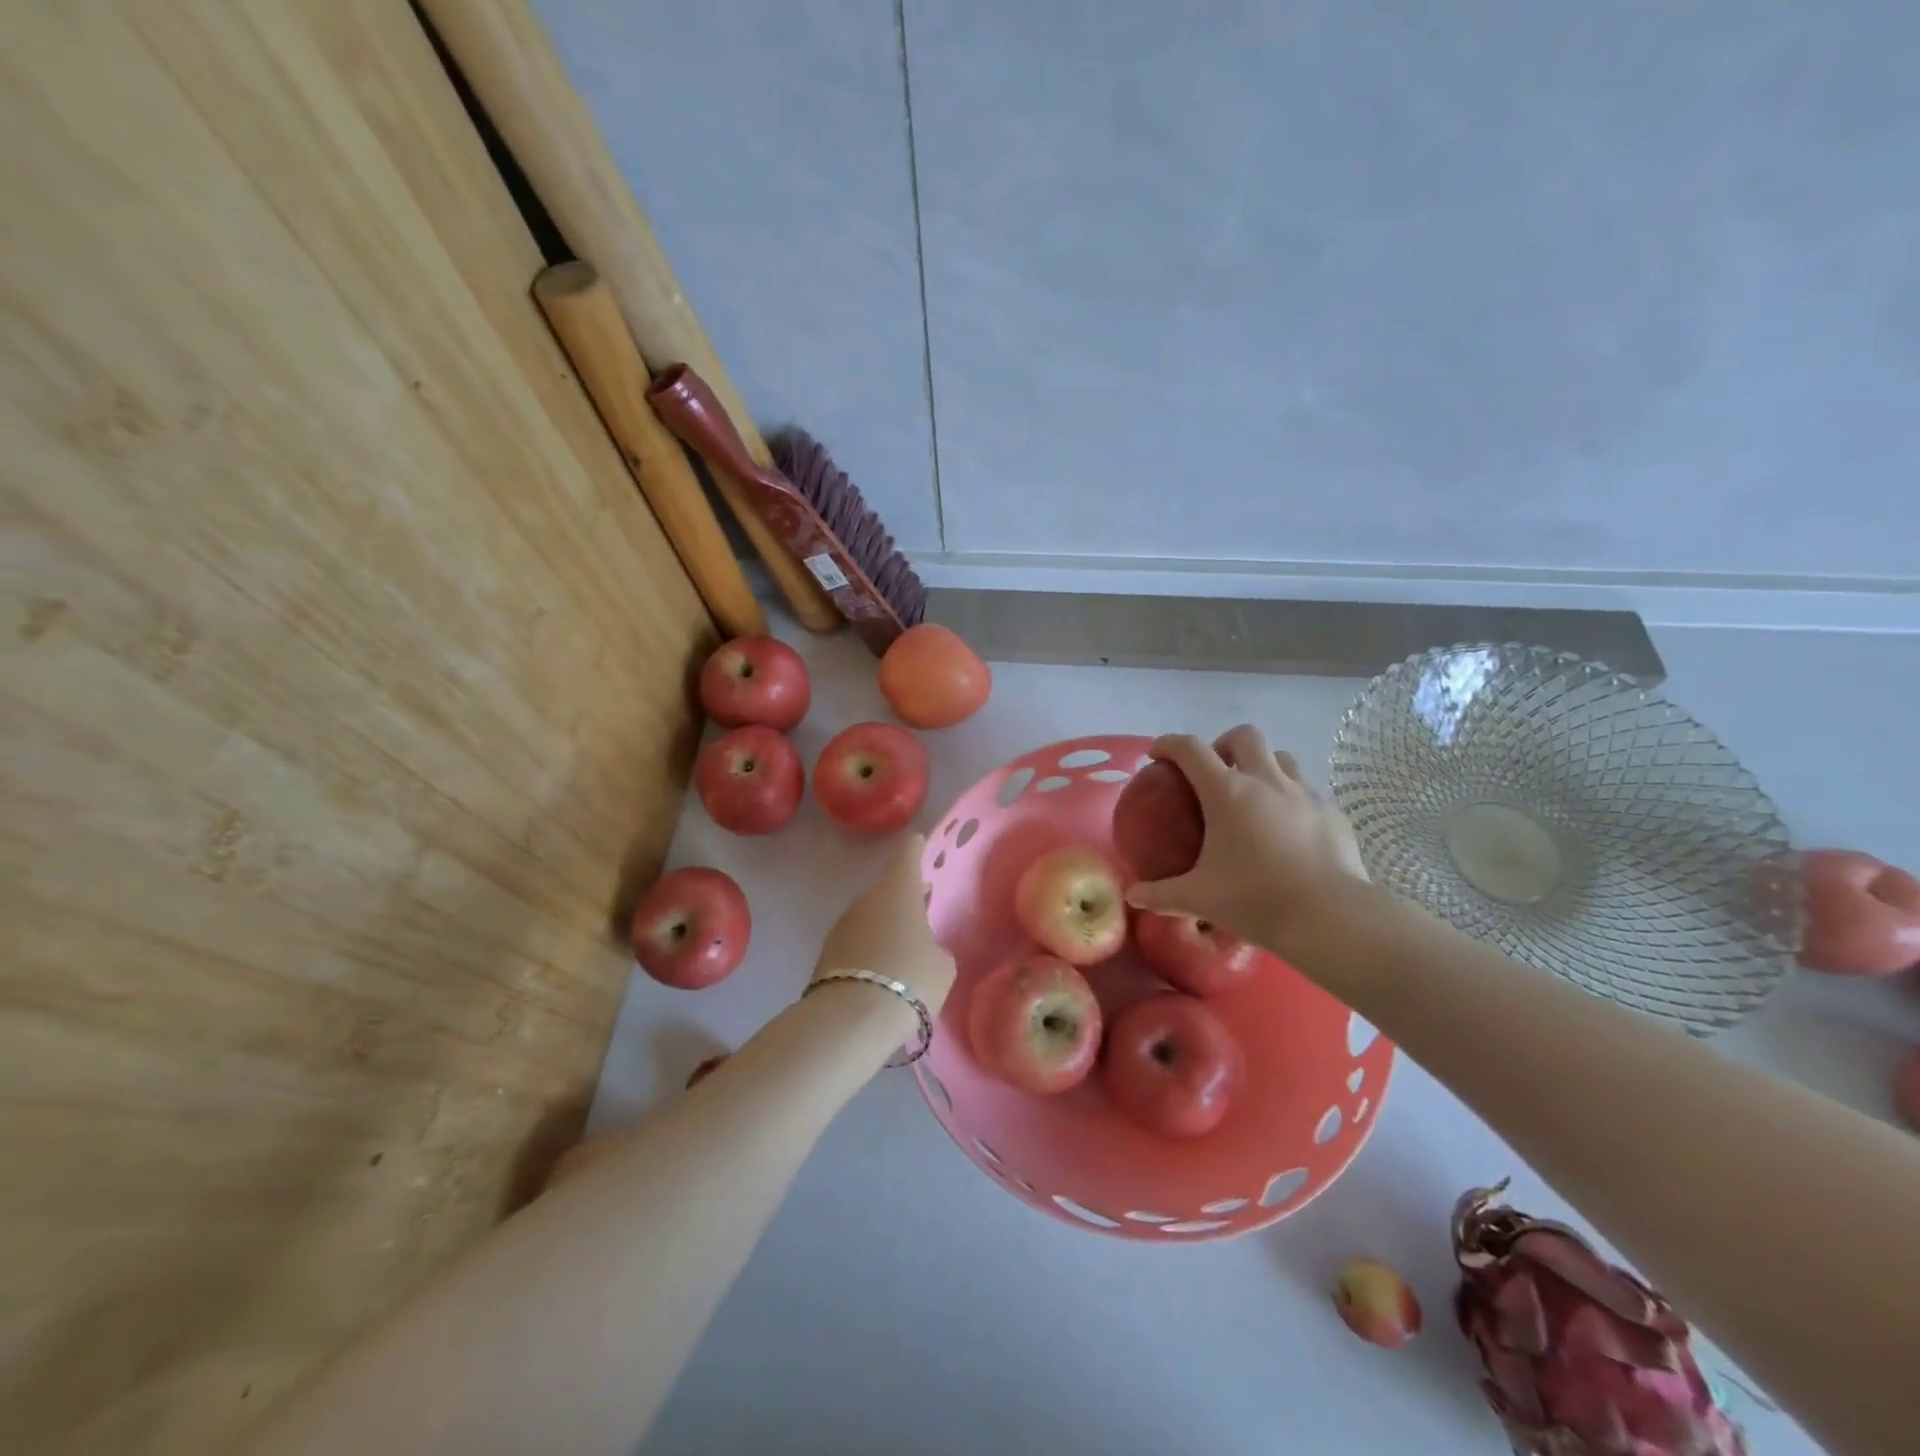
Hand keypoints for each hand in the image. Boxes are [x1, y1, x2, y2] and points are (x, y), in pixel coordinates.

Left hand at [812, 834, 955, 1015]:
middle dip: (903, 896)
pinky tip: (881, 972)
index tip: (920, 844)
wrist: (851, 1019)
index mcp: (898, 891)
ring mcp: (842, 925)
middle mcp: (866, 900)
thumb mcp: (942, 966)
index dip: (915, 848)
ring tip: (903, 946)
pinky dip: (869, 950)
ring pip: (869, 917)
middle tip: (921, 905)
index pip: (907, 855)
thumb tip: (924, 950)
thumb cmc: (909, 980)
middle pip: (887, 889)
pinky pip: (856, 943)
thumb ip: (937, 950)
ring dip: (885, 926)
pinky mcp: (826, 954)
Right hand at [1124, 725, 1369, 958]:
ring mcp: (1304, 794)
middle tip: (1213, 773)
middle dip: (1223, 744)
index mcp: (1227, 793)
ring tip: (1253, 795)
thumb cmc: (1255, 899)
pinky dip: (1290, 798)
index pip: (1190, 749)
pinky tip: (1286, 829)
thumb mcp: (1198, 898)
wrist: (1330, 919)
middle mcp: (1266, 781)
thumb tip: (1132, 895)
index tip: (1157, 755)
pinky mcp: (1332, 813)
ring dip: (1262, 765)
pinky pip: (1307, 791)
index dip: (1169, 744)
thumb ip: (1160, 894)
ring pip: (1281, 758)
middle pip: (1243, 736)